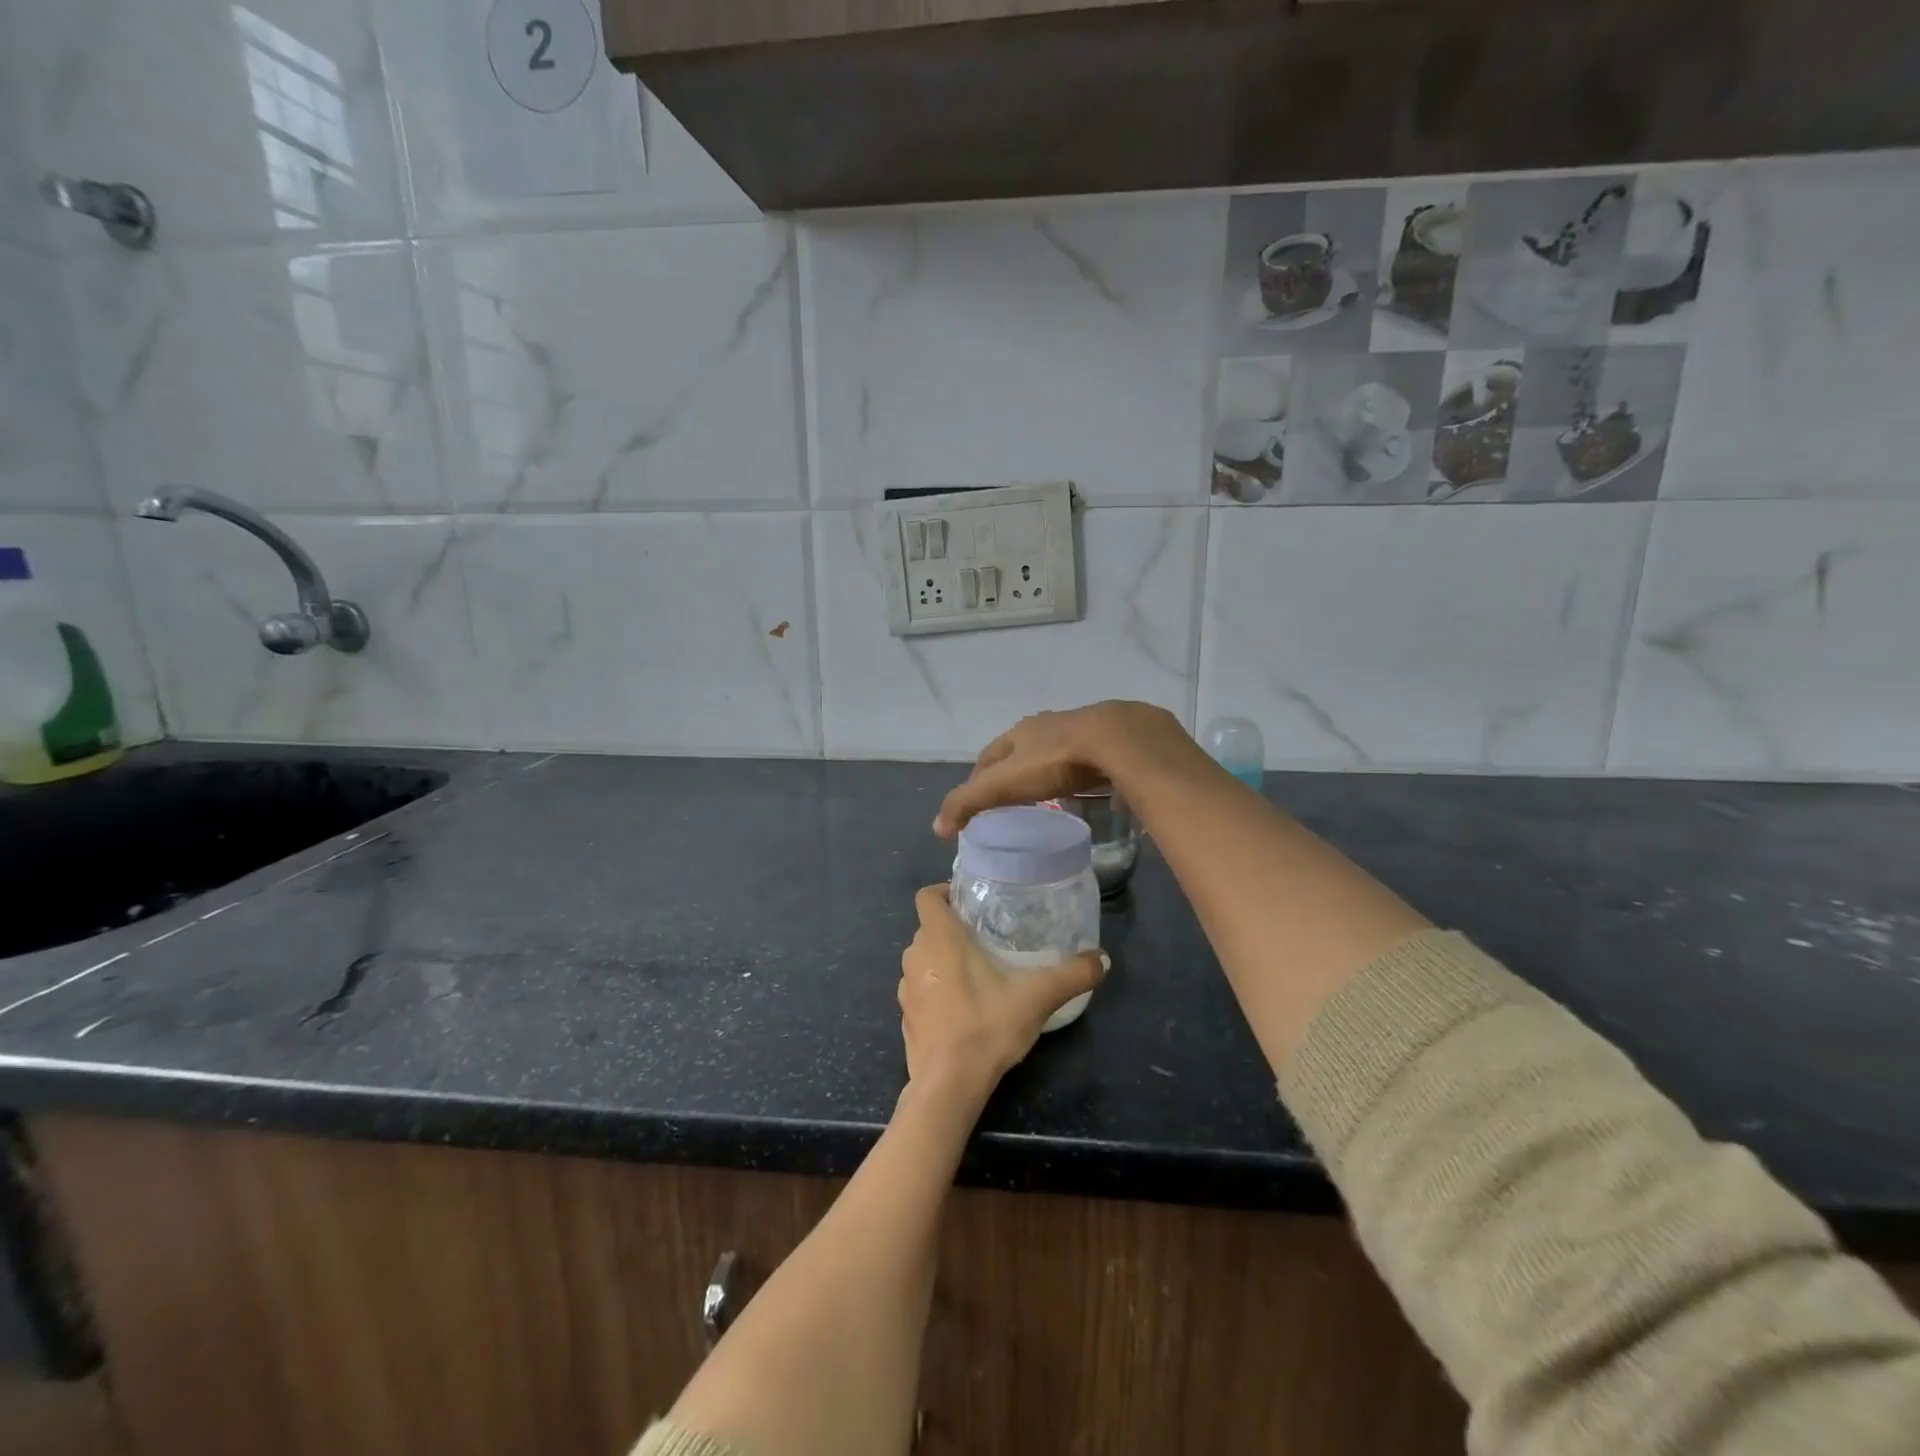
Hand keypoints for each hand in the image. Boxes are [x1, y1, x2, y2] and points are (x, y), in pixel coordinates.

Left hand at [898, 885, 1106, 1095]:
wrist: (948, 1085)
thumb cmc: (987, 1026)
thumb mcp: (1037, 997)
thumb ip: (1072, 975)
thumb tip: (1104, 959)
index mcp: (939, 937)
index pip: (926, 896)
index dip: (943, 892)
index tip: (968, 902)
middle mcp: (915, 955)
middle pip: (928, 928)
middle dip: (952, 929)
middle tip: (985, 937)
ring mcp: (905, 988)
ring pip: (923, 959)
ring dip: (942, 960)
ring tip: (976, 972)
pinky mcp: (906, 1017)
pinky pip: (920, 990)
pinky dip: (935, 991)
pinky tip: (961, 1008)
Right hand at [933, 701, 1191, 837]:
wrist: (1120, 740)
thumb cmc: (1055, 760)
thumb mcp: (1004, 784)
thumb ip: (970, 802)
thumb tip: (937, 827)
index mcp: (1019, 732)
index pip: (988, 756)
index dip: (978, 778)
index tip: (975, 802)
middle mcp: (1048, 725)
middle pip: (1021, 752)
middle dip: (1012, 773)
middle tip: (1010, 802)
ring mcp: (1083, 730)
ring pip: (1056, 753)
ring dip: (1047, 771)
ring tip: (1048, 798)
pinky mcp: (1114, 741)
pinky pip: (1091, 761)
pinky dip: (1083, 775)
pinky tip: (1092, 791)